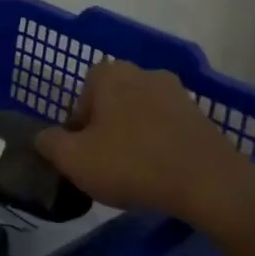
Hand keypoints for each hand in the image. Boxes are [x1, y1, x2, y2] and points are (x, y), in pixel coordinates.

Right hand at [34, 60, 254, 226]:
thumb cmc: (132, 164)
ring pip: (139, 115)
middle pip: (110, 104)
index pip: (80, 98)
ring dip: (133, 138)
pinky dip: (160, 146)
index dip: (76, 129)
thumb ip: (49, 143)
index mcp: (109, 73)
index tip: (83, 155)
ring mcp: (176, 92)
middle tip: (105, 165)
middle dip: (105, 130)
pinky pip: (167, 129)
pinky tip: (161, 174)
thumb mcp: (73, 159)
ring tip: (135, 173)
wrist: (210, 183)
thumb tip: (44, 137)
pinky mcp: (201, 116)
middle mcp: (142, 72)